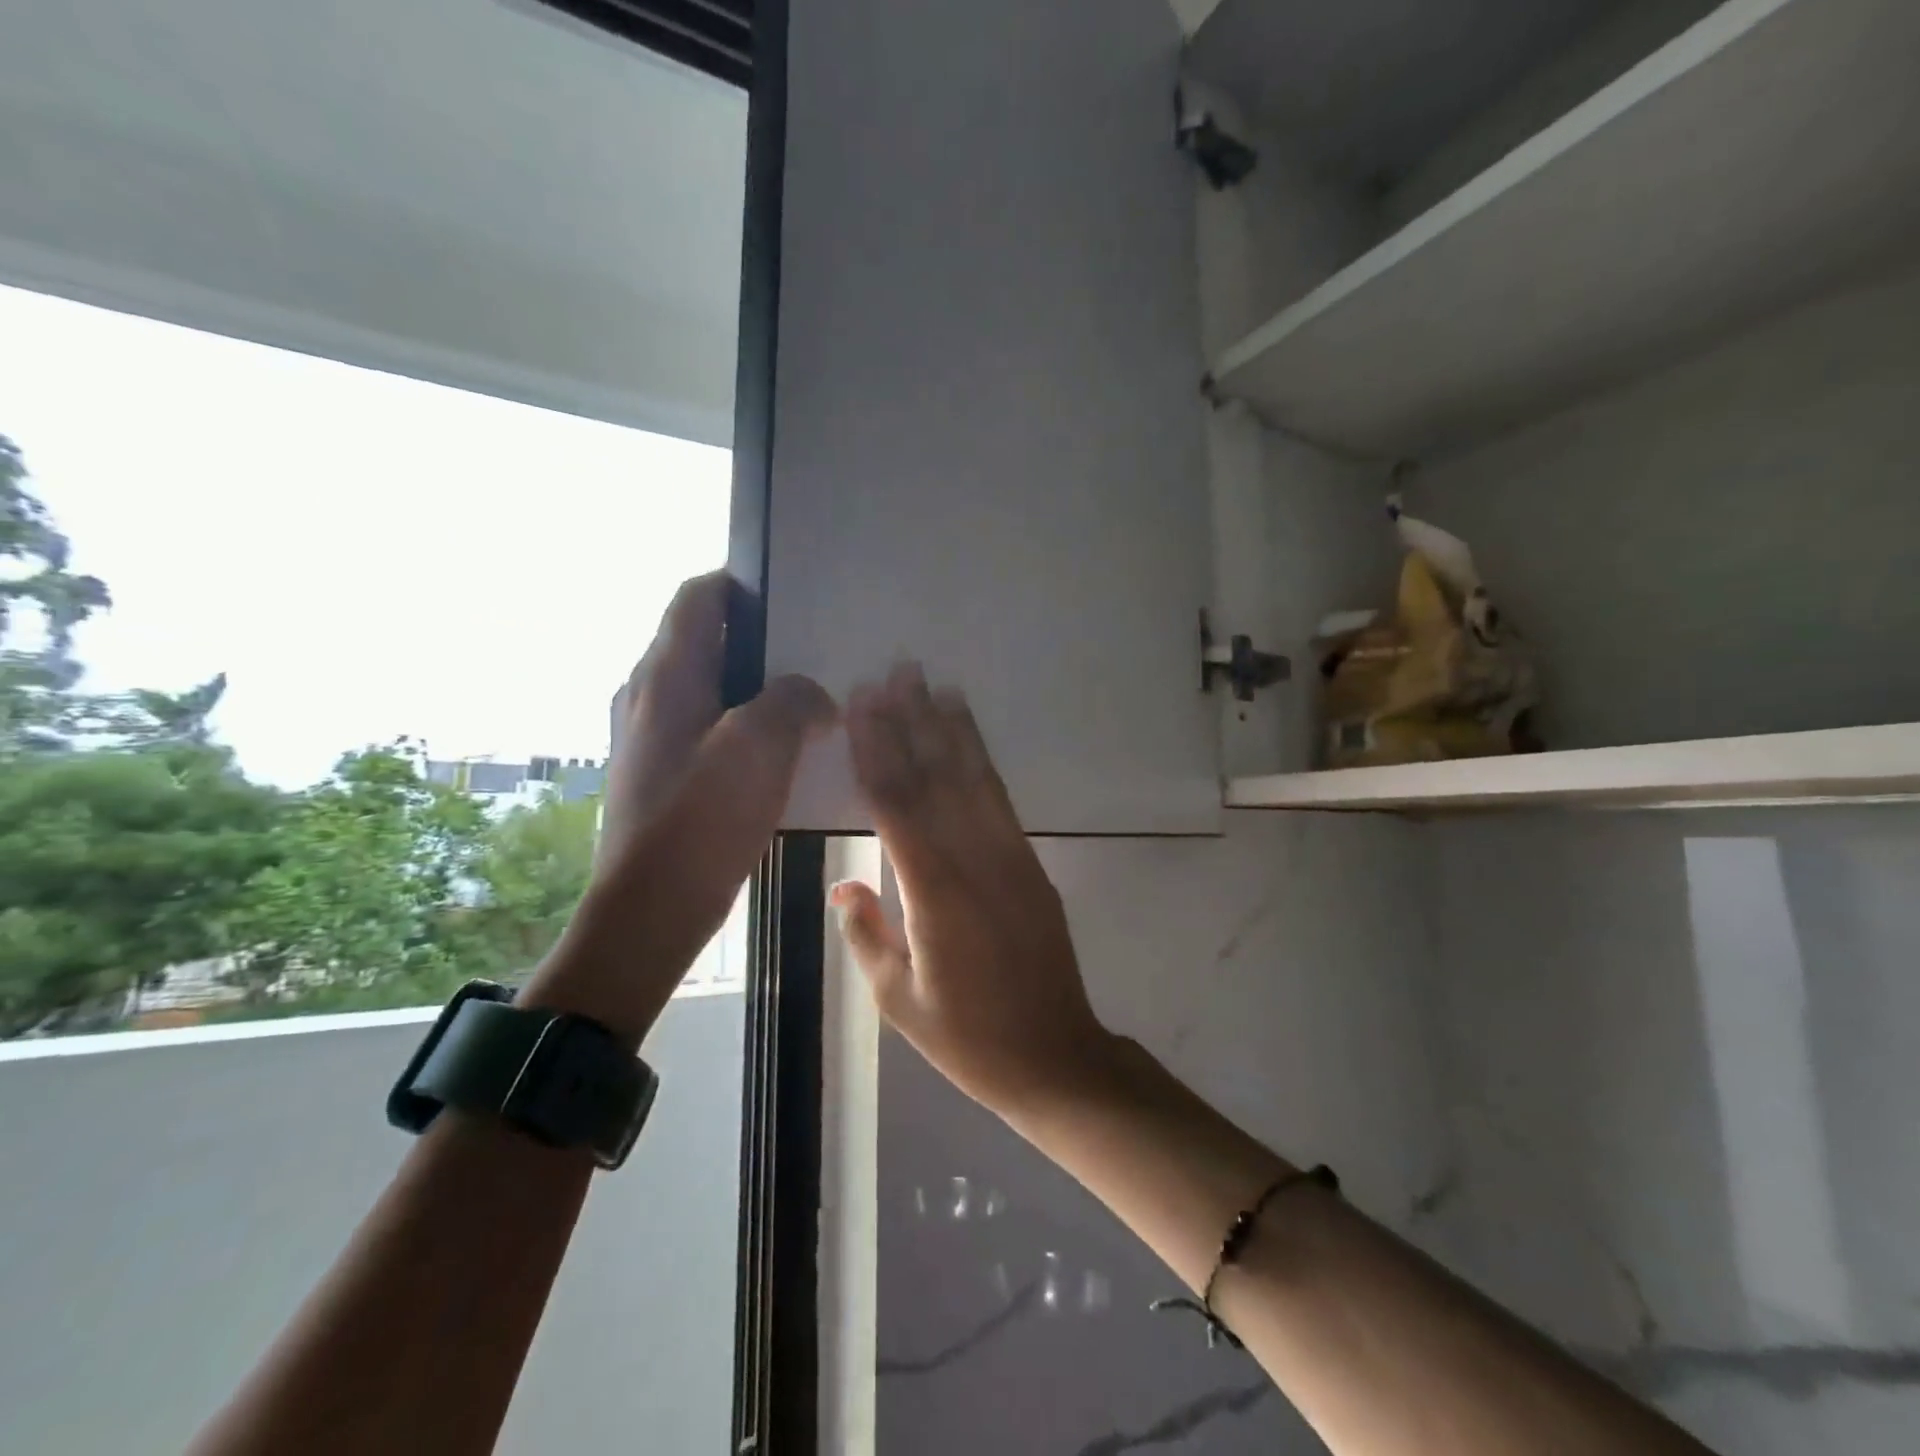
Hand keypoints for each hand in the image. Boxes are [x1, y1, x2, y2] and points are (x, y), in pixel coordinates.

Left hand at [526, 571, 835, 1043]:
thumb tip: (811, 696)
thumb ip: (793, 701)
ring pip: (716, 689)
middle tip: (819, 649)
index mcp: (667, 675)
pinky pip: (717, 731)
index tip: (795, 595)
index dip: (743, 584)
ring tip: (814, 698)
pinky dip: (752, 728)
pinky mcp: (669, 774)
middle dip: (763, 640)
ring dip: (762, 688)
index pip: (699, 598)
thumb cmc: (700, 819)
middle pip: (709, 641)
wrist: (650, 910)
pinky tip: (790, 751)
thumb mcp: (759, 746)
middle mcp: (653, 695)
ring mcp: (657, 737)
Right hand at [833, 663, 1116, 1118]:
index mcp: (934, 895)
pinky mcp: (1031, 864)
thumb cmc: (967, 1038)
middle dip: (913, 722)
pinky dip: (982, 762)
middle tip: (895, 672)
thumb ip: (866, 933)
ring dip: (951, 729)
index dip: (878, 750)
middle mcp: (975, 863)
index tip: (863, 705)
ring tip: (932, 685)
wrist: (1055, 1056)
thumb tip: (843, 882)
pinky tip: (969, 739)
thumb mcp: (898, 1000)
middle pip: (937, 779)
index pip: (898, 807)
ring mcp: (1010, 858)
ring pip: (974, 780)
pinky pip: (1000, 801)